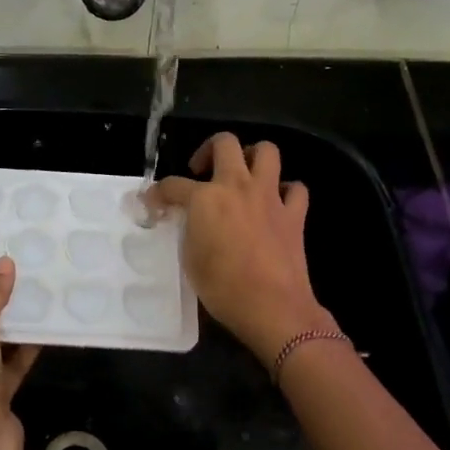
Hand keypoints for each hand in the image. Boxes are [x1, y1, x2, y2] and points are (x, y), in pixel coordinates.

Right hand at [148, 133, 334, 362]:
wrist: (272, 307)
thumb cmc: (223, 288)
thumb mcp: (190, 258)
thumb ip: (189, 230)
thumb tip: (192, 221)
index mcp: (205, 198)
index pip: (173, 185)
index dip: (158, 193)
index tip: (153, 203)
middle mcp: (237, 186)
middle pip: (224, 143)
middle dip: (209, 150)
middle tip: (202, 172)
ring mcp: (269, 196)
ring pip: (266, 151)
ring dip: (252, 157)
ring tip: (242, 176)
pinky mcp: (294, 213)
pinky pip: (295, 189)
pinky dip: (286, 191)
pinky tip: (275, 204)